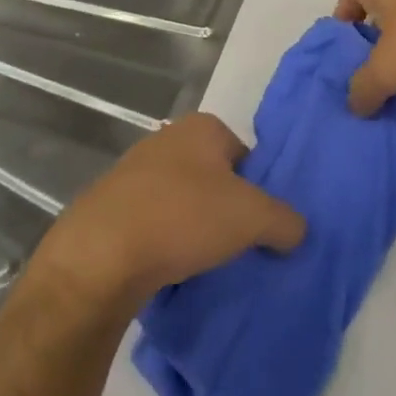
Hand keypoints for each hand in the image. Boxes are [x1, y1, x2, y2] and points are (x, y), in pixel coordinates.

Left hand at [32, 113, 304, 318]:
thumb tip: (298, 231)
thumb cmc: (183, 218)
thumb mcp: (252, 218)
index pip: (245, 155)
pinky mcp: (106, 206)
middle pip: (212, 177)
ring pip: (180, 200)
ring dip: (190, 226)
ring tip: (198, 261)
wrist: (97, 258)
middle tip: (231, 244)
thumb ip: (285, 221)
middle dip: (222, 208)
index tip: (254, 224)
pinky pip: (149, 222)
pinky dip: (161, 241)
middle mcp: (166, 138)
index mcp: (202, 127)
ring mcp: (131, 171)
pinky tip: (165, 267)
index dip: (255, 190)